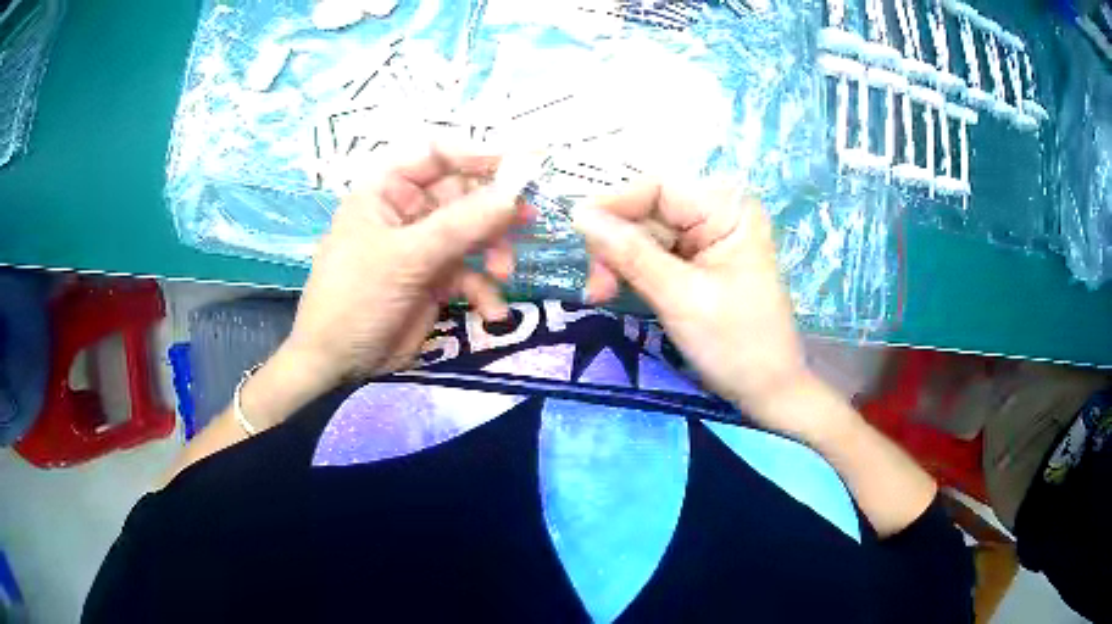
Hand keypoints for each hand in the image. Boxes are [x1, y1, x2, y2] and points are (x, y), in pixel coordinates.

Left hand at [284, 147, 521, 386]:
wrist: (337, 363)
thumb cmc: (355, 297)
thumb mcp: (404, 258)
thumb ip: (460, 226)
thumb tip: (513, 196)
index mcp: (387, 190)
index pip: (437, 155)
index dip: (477, 155)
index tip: (517, 167)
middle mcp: (408, 211)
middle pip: (463, 194)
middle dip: (493, 211)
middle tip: (527, 220)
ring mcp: (423, 246)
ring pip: (472, 234)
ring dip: (493, 252)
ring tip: (502, 274)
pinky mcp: (434, 280)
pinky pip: (469, 274)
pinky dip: (484, 290)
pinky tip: (490, 312)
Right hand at [573, 181, 813, 435]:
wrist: (769, 393)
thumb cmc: (737, 345)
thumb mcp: (680, 297)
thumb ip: (630, 253)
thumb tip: (579, 214)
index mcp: (727, 210)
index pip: (658, 187)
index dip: (614, 203)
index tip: (577, 232)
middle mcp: (718, 215)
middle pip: (648, 210)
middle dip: (616, 243)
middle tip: (595, 285)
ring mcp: (708, 240)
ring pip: (645, 234)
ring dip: (619, 262)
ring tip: (602, 296)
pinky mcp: (698, 264)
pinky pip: (654, 255)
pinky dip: (632, 273)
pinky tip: (617, 292)